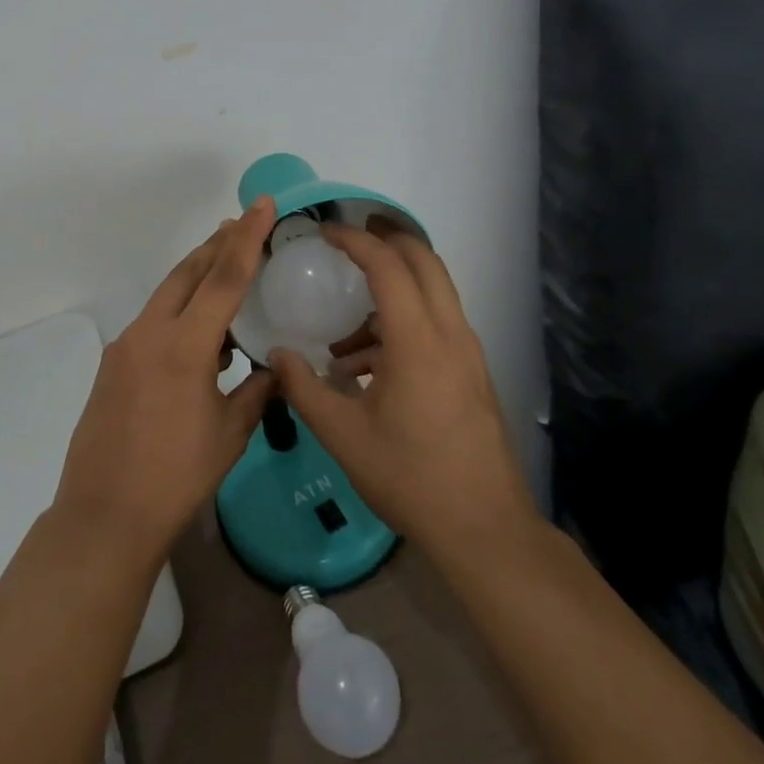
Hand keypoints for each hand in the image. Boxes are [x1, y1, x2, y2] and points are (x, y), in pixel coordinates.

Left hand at [52, 198, 278, 565]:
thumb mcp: (230, 435)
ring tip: (225, 270)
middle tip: (242, 224)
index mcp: (184, 345)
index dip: (247, 238)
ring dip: (196, 276)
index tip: (262, 205)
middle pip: (188, 272)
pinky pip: (153, 321)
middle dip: (217, 245)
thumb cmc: (176, 478)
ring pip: (167, 293)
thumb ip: (257, 391)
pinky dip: (179, 311)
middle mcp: (150, 332)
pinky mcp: (113, 363)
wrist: (104, 516)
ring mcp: (126, 346)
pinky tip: (199, 334)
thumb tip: (276, 368)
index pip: (224, 277)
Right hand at [271, 224, 535, 556]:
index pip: (388, 265)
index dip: (355, 240)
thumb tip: (277, 354)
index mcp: (418, 340)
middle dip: (387, 239)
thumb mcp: (343, 436)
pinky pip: (438, 323)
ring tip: (346, 326)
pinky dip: (404, 319)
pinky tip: (367, 366)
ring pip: (434, 291)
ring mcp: (468, 353)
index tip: (324, 232)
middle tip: (348, 238)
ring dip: (394, 285)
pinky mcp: (472, 373)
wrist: (485, 531)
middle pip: (424, 261)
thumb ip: (303, 388)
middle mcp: (450, 334)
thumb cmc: (410, 477)